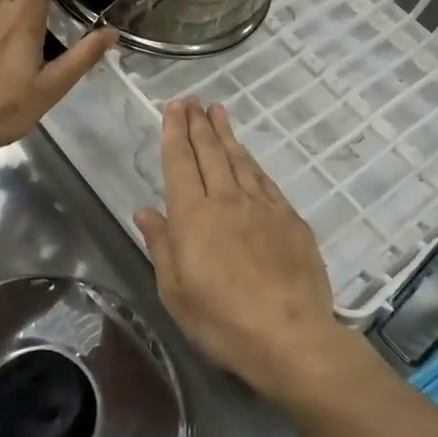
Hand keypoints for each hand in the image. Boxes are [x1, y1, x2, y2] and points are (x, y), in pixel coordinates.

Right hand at [135, 99, 353, 402]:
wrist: (291, 336)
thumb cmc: (223, 321)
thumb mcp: (176, 292)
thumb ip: (162, 246)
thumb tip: (146, 211)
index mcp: (194, 216)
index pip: (180, 163)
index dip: (176, 132)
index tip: (175, 107)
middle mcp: (227, 200)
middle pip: (210, 152)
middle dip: (199, 123)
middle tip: (193, 100)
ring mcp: (262, 207)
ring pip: (240, 160)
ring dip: (227, 134)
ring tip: (218, 112)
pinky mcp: (290, 219)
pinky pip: (265, 180)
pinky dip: (252, 162)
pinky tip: (248, 156)